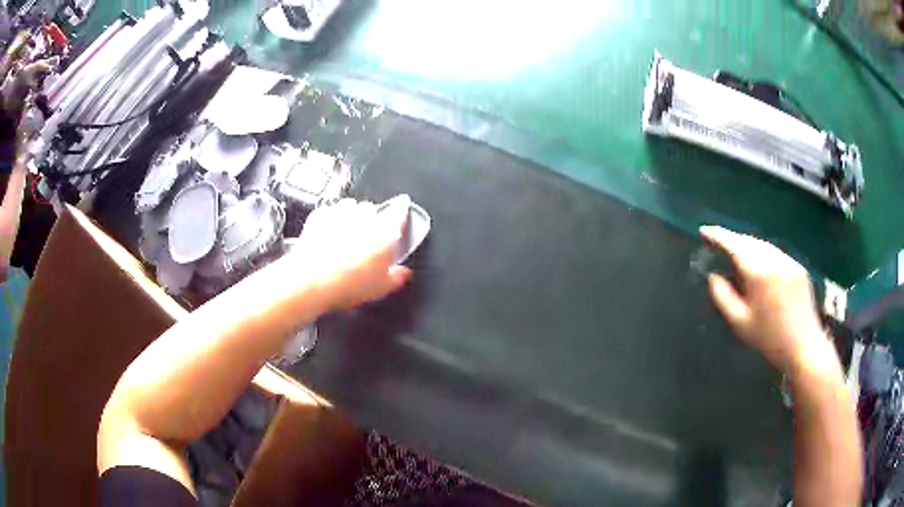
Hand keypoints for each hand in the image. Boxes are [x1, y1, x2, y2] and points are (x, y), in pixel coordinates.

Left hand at [287, 197, 411, 311]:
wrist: (310, 280)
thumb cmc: (348, 284)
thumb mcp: (380, 288)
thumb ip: (397, 277)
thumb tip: (403, 273)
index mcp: (386, 230)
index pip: (400, 211)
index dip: (402, 212)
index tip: (401, 213)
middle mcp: (365, 215)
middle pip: (375, 210)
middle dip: (373, 221)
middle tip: (368, 243)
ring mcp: (341, 211)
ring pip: (352, 207)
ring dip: (352, 218)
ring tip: (347, 239)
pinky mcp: (320, 215)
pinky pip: (331, 212)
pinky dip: (332, 221)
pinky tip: (329, 237)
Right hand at [701, 226, 828, 371]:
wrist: (804, 348)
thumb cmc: (769, 339)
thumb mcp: (740, 323)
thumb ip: (723, 297)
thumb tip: (713, 276)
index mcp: (759, 273)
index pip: (735, 245)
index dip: (718, 235)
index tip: (704, 230)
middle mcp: (775, 261)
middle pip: (750, 241)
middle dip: (733, 240)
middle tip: (719, 244)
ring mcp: (789, 262)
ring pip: (764, 245)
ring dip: (748, 246)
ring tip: (738, 255)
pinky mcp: (799, 268)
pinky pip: (777, 254)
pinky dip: (764, 254)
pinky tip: (761, 268)